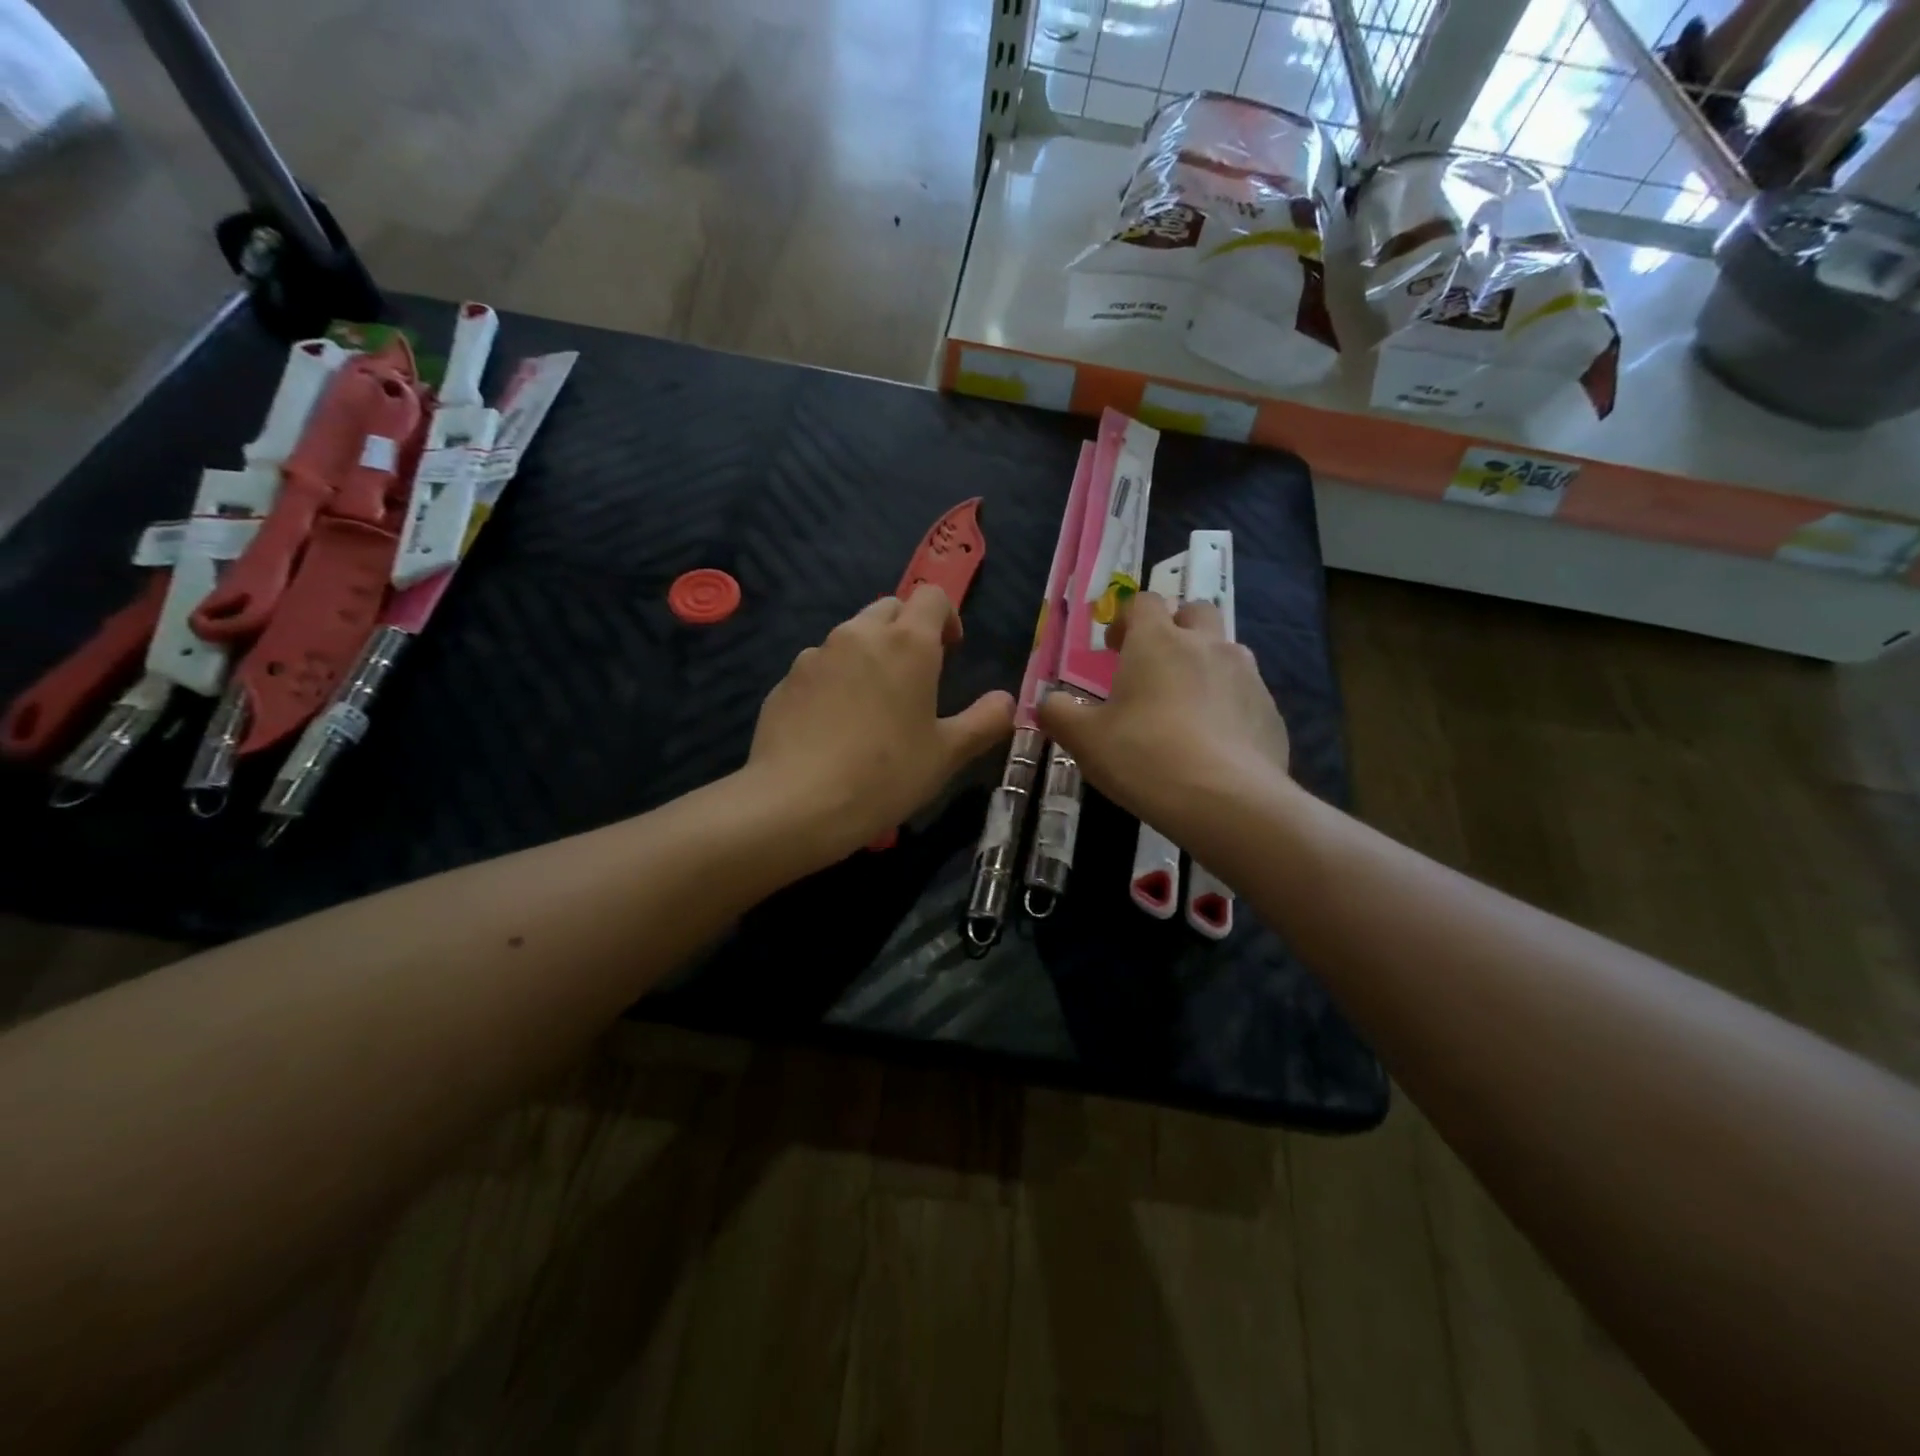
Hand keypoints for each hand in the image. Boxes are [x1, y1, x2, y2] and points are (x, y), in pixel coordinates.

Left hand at [747, 585, 1014, 863]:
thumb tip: (1007, 701)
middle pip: (889, 609)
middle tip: (915, 678)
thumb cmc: (885, 775)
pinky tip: (834, 727)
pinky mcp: (784, 681)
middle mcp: (858, 635)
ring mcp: (815, 655)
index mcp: (907, 643)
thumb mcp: (947, 755)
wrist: (796, 804)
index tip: (950, 651)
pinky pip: (819, 667)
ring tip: (872, 706)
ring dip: (868, 655)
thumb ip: (985, 721)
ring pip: (850, 637)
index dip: (947, 616)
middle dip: (907, 631)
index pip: (932, 596)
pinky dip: (834, 681)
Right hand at [1038, 592, 1289, 843]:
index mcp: (1158, 642)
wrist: (1225, 801)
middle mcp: (1207, 646)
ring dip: (1205, 665)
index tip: (1115, 648)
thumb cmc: (1143, 757)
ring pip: (1227, 652)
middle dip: (1176, 628)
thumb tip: (1048, 702)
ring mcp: (1247, 676)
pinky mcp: (1270, 711)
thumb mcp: (1084, 739)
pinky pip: (1247, 695)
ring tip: (1187, 707)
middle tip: (1156, 666)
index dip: (1127, 619)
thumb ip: (1058, 713)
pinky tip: (1215, 744)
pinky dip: (1229, 706)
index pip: (1144, 602)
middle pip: (1196, 612)